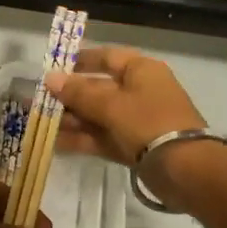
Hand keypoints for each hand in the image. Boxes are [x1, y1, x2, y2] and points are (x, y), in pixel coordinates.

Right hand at [48, 48, 226, 208]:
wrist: (187, 170)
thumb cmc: (149, 123)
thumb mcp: (111, 104)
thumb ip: (78, 92)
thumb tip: (50, 78)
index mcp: (141, 71)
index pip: (107, 57)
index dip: (81, 60)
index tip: (54, 66)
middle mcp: (140, 91)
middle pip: (99, 88)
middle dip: (69, 95)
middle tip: (39, 100)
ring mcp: (137, 121)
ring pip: (98, 115)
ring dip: (71, 119)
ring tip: (40, 123)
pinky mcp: (134, 147)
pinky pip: (103, 137)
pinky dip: (82, 139)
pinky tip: (55, 143)